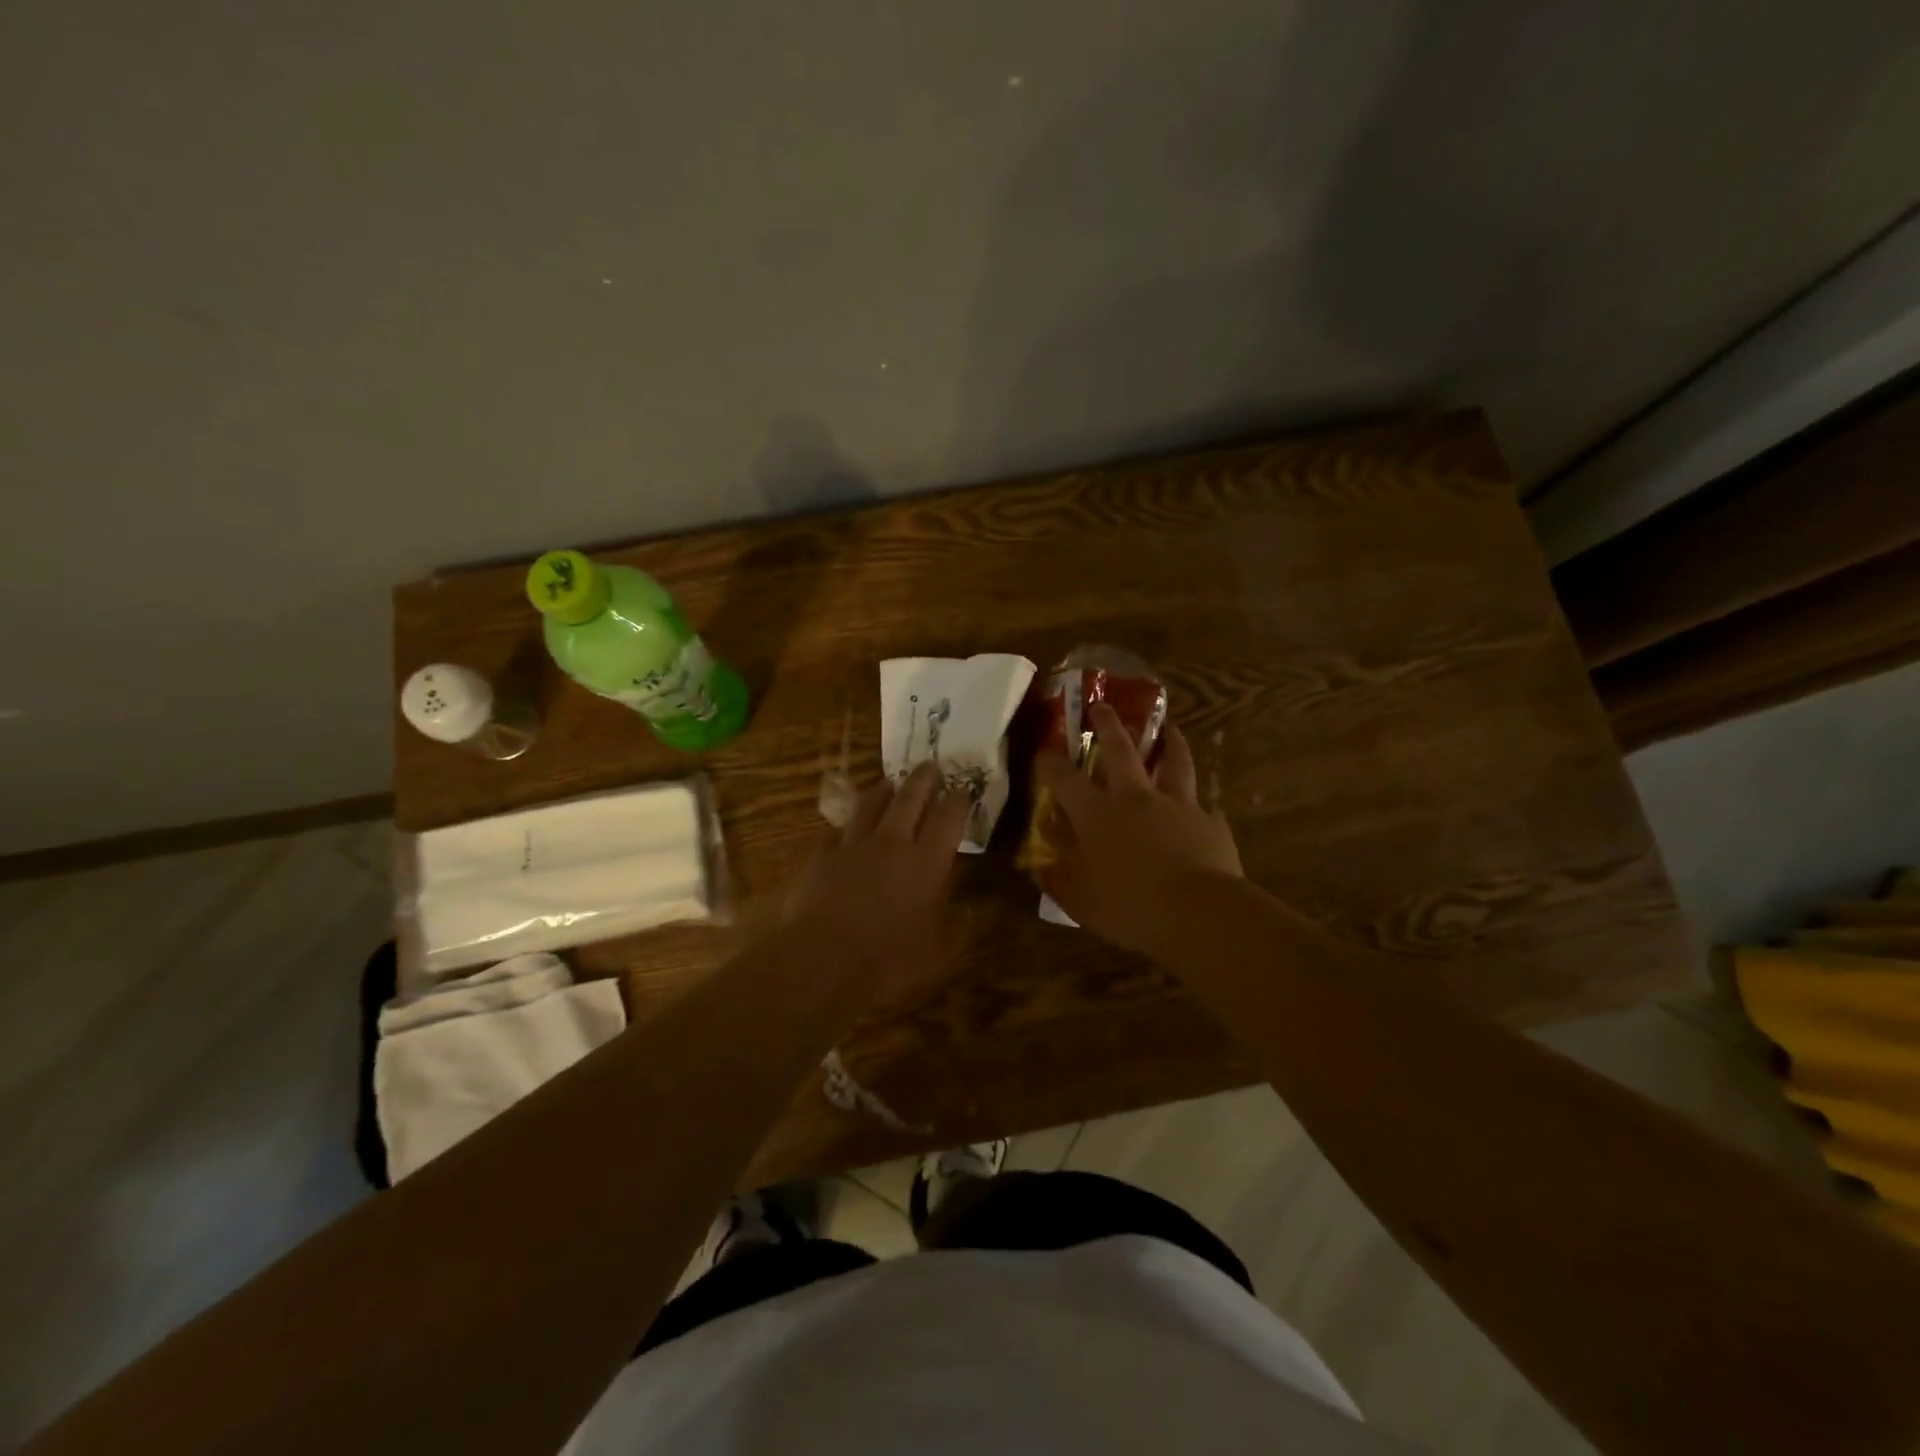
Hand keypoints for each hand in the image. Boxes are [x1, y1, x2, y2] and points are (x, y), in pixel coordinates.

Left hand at [785, 762, 970, 1007]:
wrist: (822, 959)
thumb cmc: (890, 959)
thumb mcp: (940, 951)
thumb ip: (957, 925)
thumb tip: (967, 908)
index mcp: (927, 861)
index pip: (948, 818)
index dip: (958, 800)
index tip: (963, 790)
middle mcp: (892, 843)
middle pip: (910, 799)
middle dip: (923, 779)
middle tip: (930, 766)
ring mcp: (853, 845)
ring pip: (870, 805)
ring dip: (884, 790)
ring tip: (890, 782)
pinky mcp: (821, 856)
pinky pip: (837, 831)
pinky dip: (847, 826)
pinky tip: (846, 827)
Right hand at [1034, 703, 1242, 957]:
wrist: (1199, 913)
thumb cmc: (1129, 906)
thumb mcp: (1079, 901)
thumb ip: (1056, 879)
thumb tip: (1037, 866)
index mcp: (1097, 813)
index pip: (1065, 777)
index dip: (1050, 762)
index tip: (1043, 750)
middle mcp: (1135, 798)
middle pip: (1120, 749)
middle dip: (1108, 724)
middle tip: (1102, 705)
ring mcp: (1178, 805)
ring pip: (1174, 761)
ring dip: (1170, 741)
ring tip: (1169, 727)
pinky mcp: (1210, 823)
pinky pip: (1202, 805)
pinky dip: (1196, 802)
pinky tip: (1198, 807)